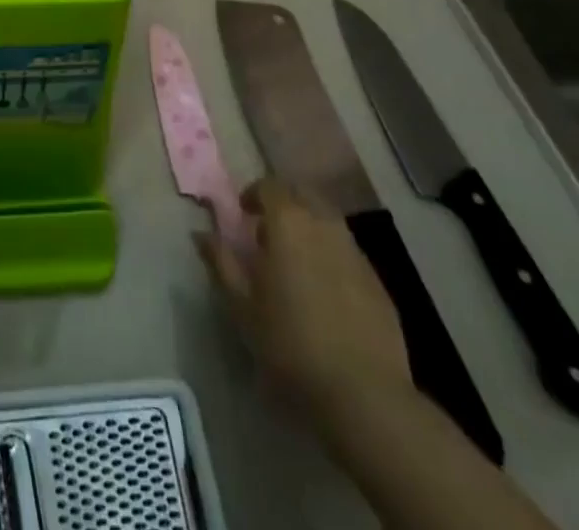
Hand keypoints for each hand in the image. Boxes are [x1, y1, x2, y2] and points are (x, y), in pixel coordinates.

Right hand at [197, 179, 410, 414]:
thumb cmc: (289, 343)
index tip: (243, 215)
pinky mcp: (377, 280)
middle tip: (268, 233)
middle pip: (302, 194)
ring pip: (327, 221)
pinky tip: (324, 291)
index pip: (269, 186)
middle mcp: (324, 224)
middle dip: (283, 204)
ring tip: (295, 262)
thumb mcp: (241, 305)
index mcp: (288, 222)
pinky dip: (330, 255)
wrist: (363, 393)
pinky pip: (347, 251)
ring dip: (308, 228)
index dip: (253, 194)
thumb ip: (221, 261)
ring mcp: (355, 251)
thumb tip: (201, 233)